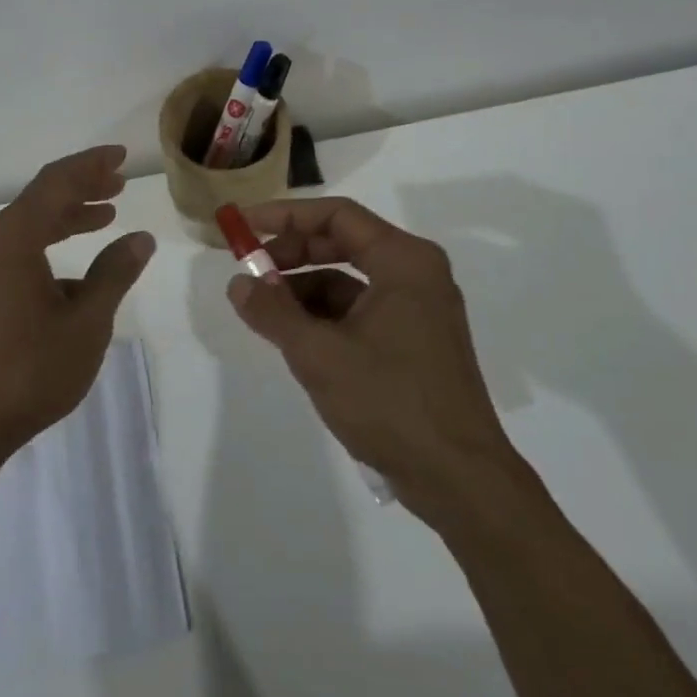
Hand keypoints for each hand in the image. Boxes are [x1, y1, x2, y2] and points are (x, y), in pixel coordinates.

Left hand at [0, 145, 155, 469]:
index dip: (90, 166)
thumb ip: (115, 273)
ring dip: (66, 217)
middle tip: (118, 184)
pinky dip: (47, 245)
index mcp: (13, 239)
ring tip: (104, 216)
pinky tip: (75, 272)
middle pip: (40, 200)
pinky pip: (15, 251)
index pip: (56, 183)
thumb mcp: (86, 321)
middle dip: (81, 188)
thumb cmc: (29, 369)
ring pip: (27, 226)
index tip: (121, 158)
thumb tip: (140, 238)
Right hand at [225, 196, 517, 523]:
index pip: (337, 215)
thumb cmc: (390, 403)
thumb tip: (238, 283)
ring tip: (264, 311)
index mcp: (404, 261)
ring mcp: (418, 308)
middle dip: (292, 254)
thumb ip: (273, 312)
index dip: (285, 216)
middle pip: (343, 243)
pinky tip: (295, 337)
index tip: (243, 227)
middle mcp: (416, 274)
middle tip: (249, 269)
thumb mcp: (319, 355)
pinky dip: (325, 317)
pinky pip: (361, 311)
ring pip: (349, 280)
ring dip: (304, 289)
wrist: (459, 480)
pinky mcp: (414, 341)